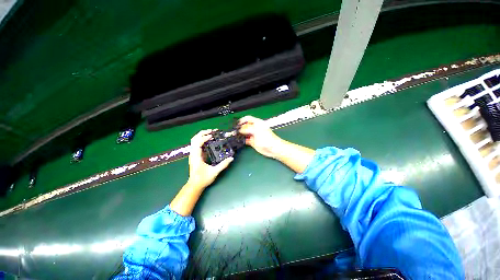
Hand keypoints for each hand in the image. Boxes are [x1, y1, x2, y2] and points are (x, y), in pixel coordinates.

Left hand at [187, 129, 233, 188]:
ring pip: (194, 141)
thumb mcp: (214, 172)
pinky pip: (198, 145)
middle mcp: (193, 154)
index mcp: (196, 156)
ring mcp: (194, 154)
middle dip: (202, 133)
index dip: (204, 138)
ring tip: (211, 134)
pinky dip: (203, 140)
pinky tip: (210, 141)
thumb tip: (231, 158)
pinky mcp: (196, 155)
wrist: (195, 185)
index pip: (198, 143)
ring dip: (202, 136)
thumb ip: (223, 164)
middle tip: (212, 131)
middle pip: (194, 139)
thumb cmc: (203, 179)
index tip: (212, 136)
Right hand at [239, 116, 283, 158]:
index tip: (237, 124)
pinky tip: (239, 141)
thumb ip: (248, 129)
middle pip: (245, 126)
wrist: (273, 148)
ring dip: (240, 134)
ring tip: (236, 136)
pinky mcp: (252, 142)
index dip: (242, 120)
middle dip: (240, 128)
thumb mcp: (257, 131)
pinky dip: (242, 140)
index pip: (248, 119)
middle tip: (235, 131)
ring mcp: (253, 135)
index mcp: (257, 123)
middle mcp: (255, 129)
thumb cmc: (268, 138)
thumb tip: (240, 129)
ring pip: (245, 133)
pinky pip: (245, 140)